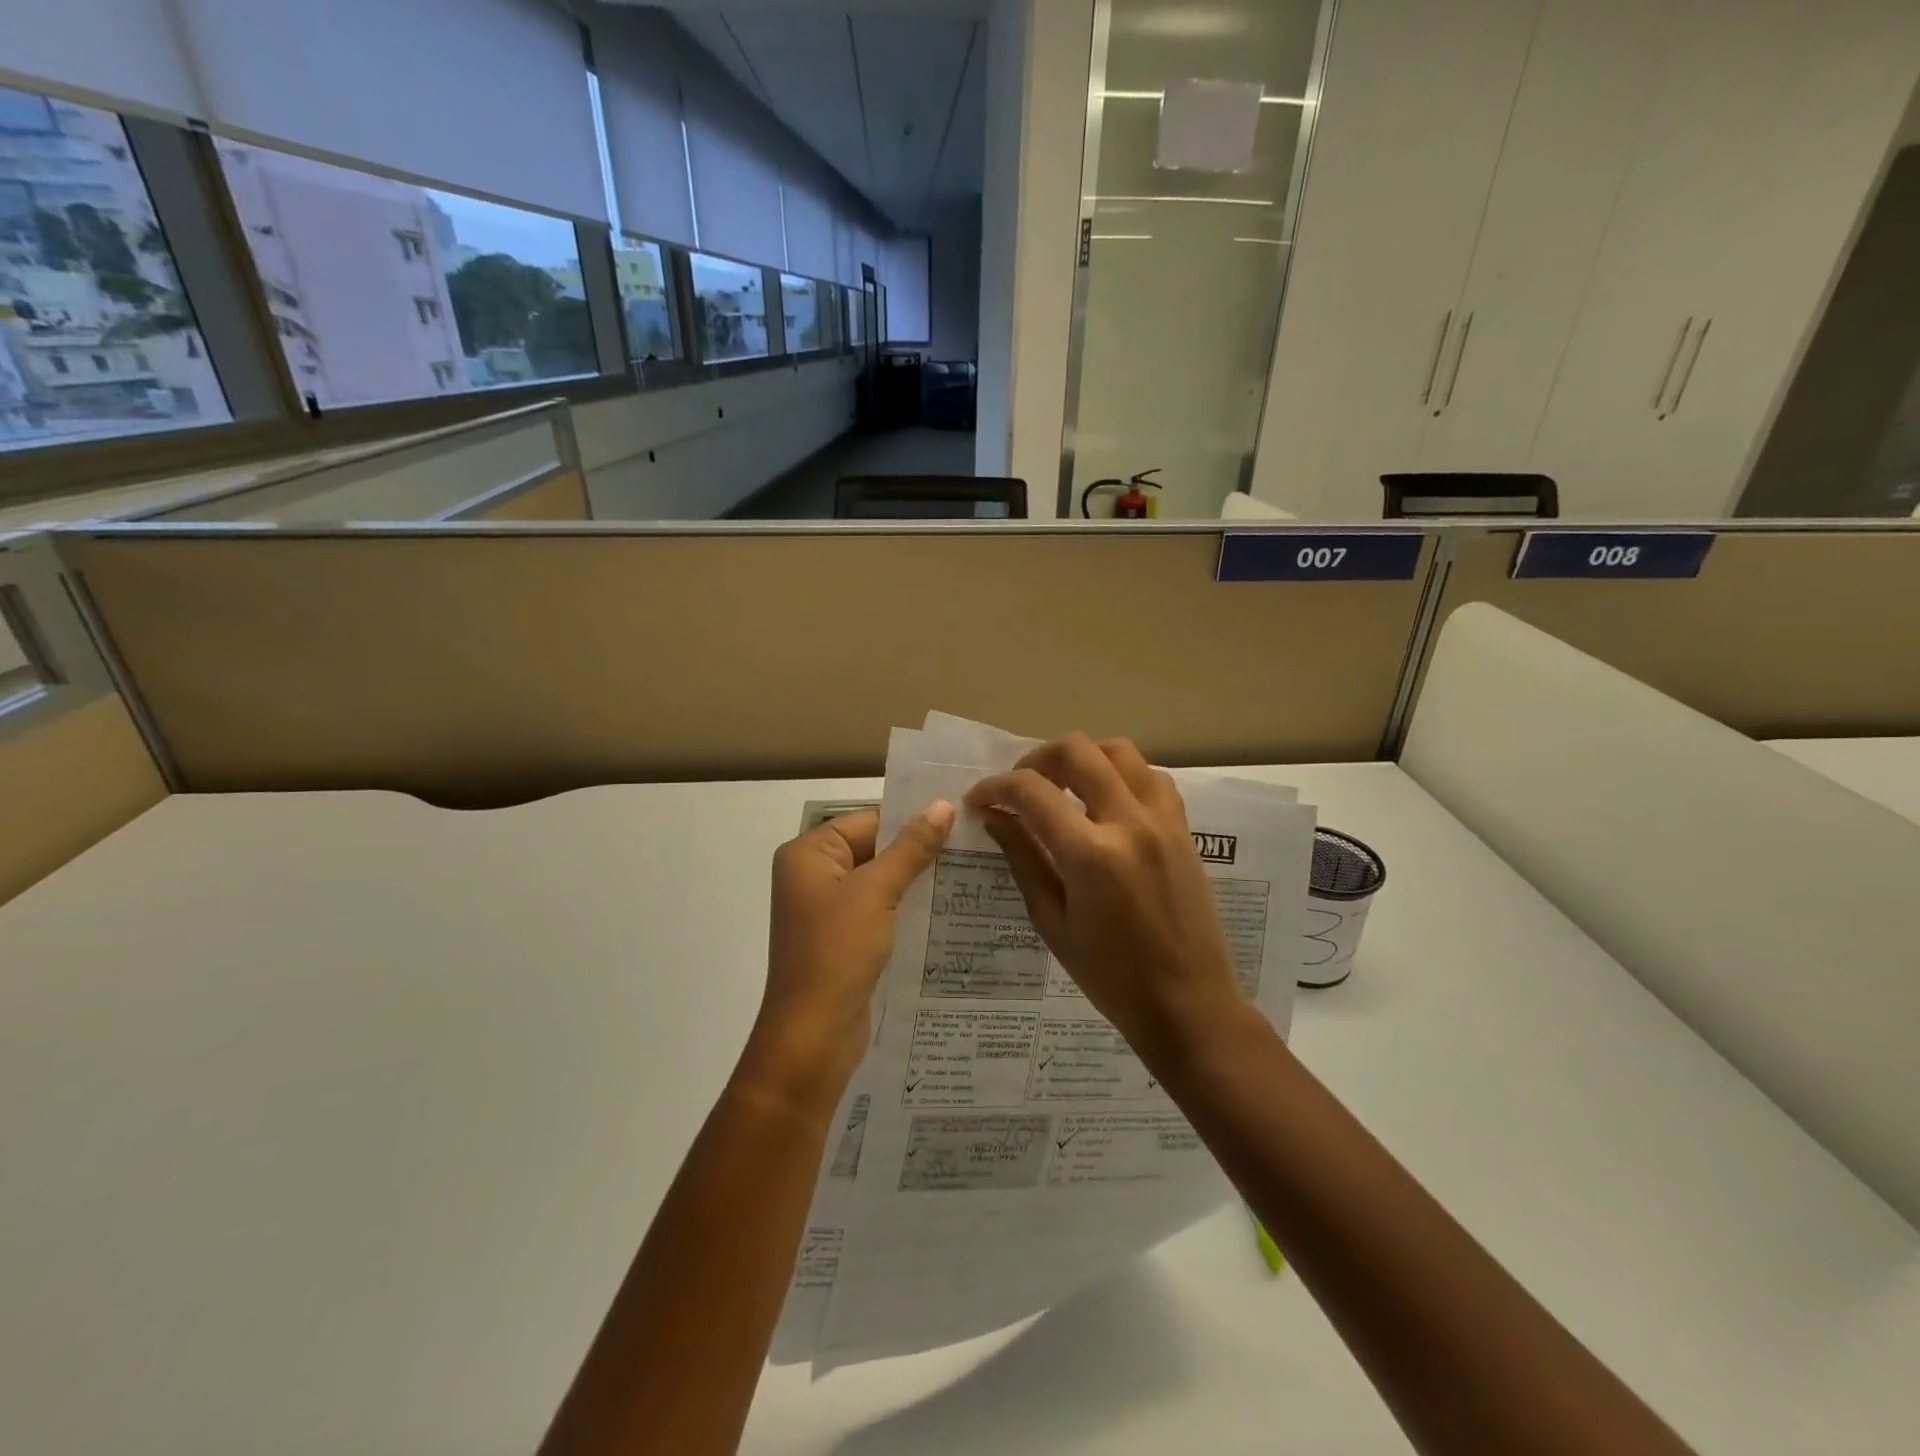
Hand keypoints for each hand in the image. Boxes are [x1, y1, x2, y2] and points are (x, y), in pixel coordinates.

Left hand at [745, 802, 954, 1115]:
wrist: (813, 1037)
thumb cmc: (837, 952)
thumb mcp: (877, 892)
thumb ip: (911, 847)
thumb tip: (943, 805)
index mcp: (809, 853)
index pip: (869, 820)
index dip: (913, 818)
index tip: (962, 817)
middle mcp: (813, 874)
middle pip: (875, 847)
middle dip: (919, 848)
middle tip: (975, 842)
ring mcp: (827, 908)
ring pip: (880, 879)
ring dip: (917, 878)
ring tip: (971, 869)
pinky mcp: (843, 937)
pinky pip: (879, 908)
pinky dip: (907, 905)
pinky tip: (948, 905)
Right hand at [964, 735, 1243, 1063]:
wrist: (1187, 1003)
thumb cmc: (1110, 977)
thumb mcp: (1053, 922)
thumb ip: (1023, 859)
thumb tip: (993, 817)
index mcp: (1090, 854)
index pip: (1032, 791)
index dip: (995, 787)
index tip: (979, 799)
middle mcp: (1129, 822)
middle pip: (1076, 751)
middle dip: (1035, 759)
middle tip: (1019, 787)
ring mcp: (1162, 821)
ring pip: (1119, 750)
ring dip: (1082, 757)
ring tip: (1062, 785)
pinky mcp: (1182, 828)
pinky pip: (1151, 776)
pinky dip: (1121, 773)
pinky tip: (1105, 800)